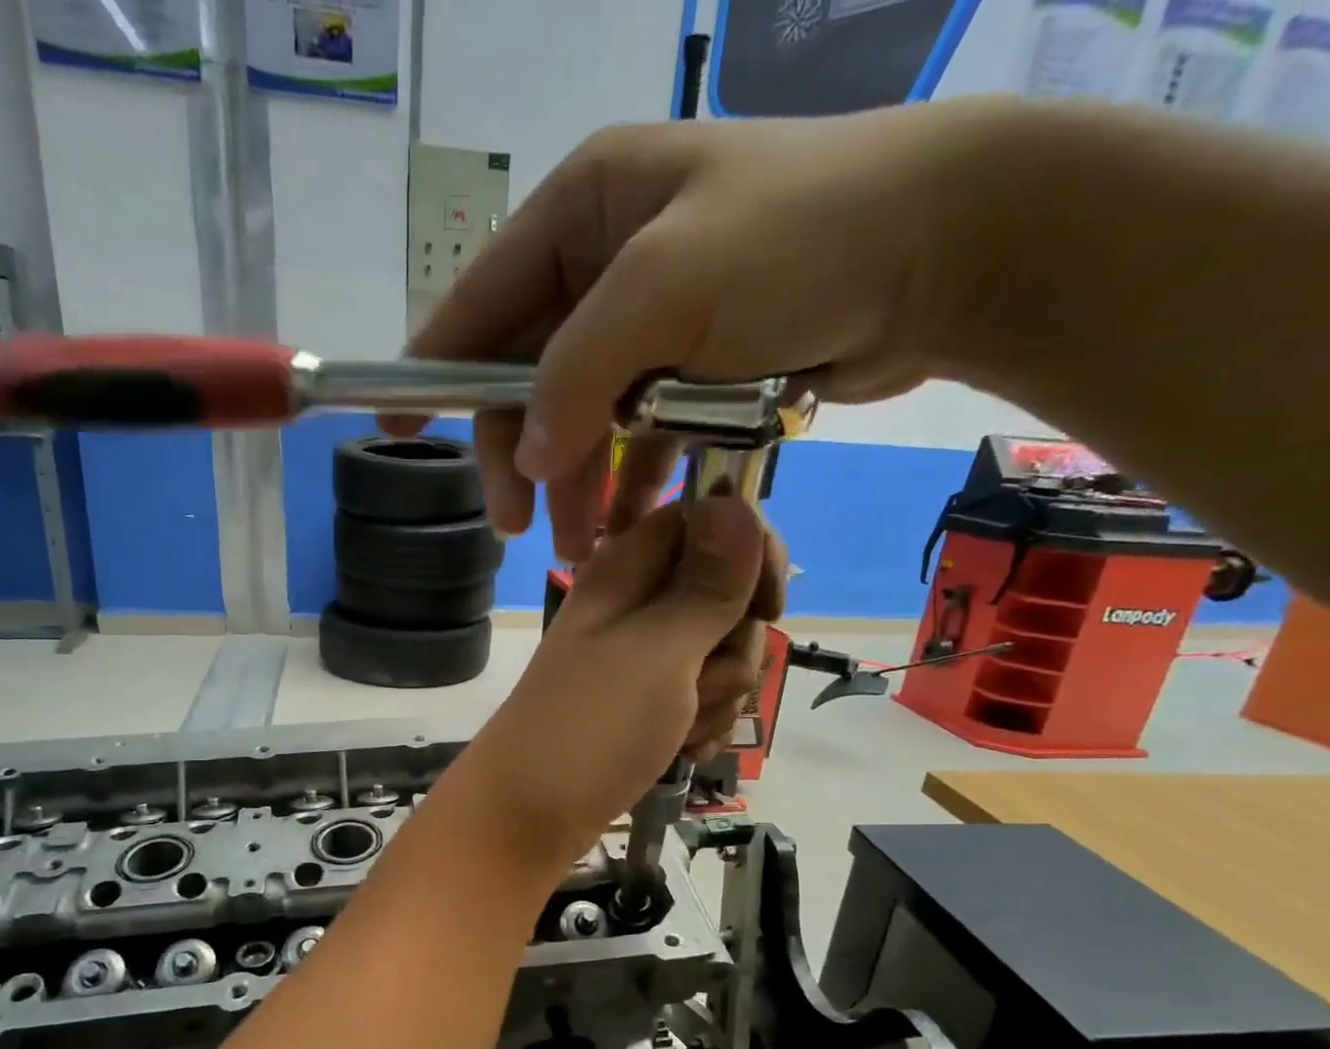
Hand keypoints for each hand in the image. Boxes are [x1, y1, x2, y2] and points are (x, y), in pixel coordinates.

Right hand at [382, 102, 993, 560]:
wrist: (938, 252)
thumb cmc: (798, 241)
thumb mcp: (667, 289)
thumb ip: (576, 371)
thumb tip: (524, 453)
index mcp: (581, 214)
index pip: (479, 302)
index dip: (430, 370)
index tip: (390, 431)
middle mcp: (604, 266)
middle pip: (527, 378)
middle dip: (520, 458)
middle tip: (518, 531)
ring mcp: (648, 324)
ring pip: (579, 419)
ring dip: (574, 486)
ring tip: (579, 553)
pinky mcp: (690, 370)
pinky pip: (633, 436)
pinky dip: (625, 483)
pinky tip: (622, 530)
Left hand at [461, 496, 780, 868]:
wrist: (528, 816)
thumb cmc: (590, 730)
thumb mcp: (658, 652)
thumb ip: (706, 585)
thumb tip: (739, 503)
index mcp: (626, 571)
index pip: (708, 521)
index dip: (750, 555)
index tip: (767, 607)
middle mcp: (635, 606)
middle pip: (727, 595)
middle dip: (733, 647)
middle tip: (697, 684)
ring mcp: (640, 659)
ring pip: (722, 654)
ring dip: (719, 697)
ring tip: (680, 729)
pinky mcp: (646, 705)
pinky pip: (703, 698)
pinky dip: (702, 725)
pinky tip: (684, 751)